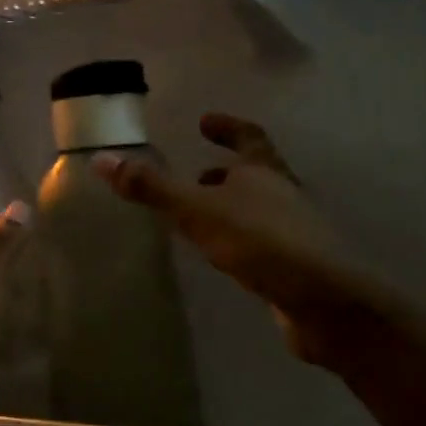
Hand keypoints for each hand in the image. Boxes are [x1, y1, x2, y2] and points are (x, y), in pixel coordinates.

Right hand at [93, 113, 397, 367]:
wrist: (324, 302)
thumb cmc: (261, 242)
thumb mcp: (198, 211)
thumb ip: (152, 188)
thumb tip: (101, 159)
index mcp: (265, 171)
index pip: (248, 136)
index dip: (227, 127)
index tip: (205, 122)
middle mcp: (283, 194)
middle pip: (257, 173)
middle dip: (227, 172)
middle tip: (197, 175)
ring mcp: (294, 232)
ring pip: (259, 210)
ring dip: (232, 207)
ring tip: (200, 218)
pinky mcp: (295, 267)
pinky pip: (262, 243)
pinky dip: (240, 240)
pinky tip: (223, 257)